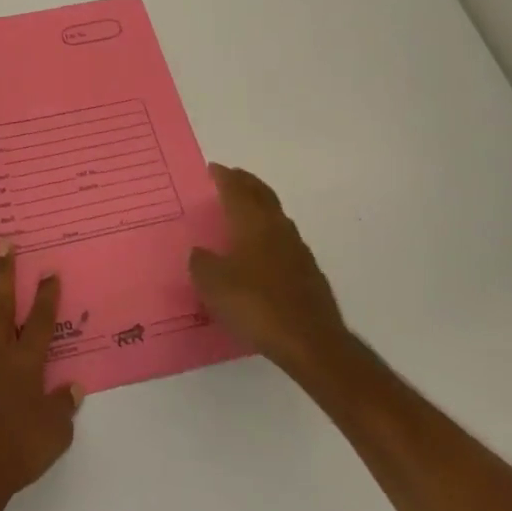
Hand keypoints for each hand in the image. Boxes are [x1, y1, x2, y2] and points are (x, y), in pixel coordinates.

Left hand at [0, 244, 81, 507]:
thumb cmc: (18, 452)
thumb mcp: (55, 435)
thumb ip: (64, 407)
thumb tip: (74, 387)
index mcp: (25, 365)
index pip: (39, 323)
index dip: (46, 296)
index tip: (48, 270)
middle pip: (0, 306)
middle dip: (3, 272)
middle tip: (3, 243)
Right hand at [190, 164, 349, 378]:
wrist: (310, 342)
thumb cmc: (255, 305)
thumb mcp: (212, 284)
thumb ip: (201, 263)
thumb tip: (201, 253)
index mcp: (252, 223)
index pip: (237, 190)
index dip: (224, 177)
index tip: (214, 168)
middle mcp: (277, 228)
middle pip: (262, 195)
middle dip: (246, 183)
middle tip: (232, 178)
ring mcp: (298, 251)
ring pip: (276, 217)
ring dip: (260, 208)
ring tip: (245, 211)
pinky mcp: (309, 274)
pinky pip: (284, 242)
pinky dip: (270, 235)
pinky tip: (261, 252)